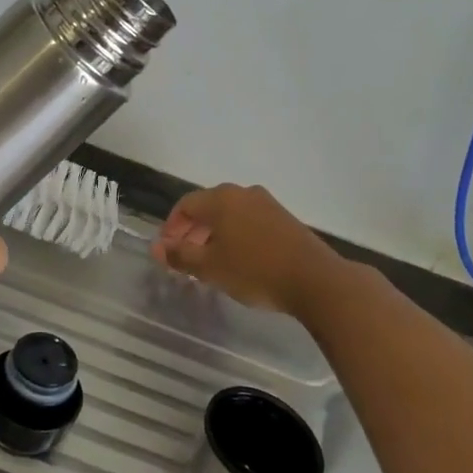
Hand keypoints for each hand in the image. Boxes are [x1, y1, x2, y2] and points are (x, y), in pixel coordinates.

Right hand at [152, 183, 346, 316]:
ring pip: (230, 214)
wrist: (315, 279)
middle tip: (185, 258)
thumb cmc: (255, 271)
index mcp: (221, 198)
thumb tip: (157, 248)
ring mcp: (267, 203)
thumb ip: (180, 256)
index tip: (167, 251)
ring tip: (210, 262)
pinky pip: (249, 221)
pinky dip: (235, 235)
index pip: (185, 205)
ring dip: (214, 234)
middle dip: (192, 231)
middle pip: (208, 207)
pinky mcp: (284, 218)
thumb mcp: (210, 268)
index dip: (171, 227)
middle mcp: (243, 193)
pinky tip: (238, 260)